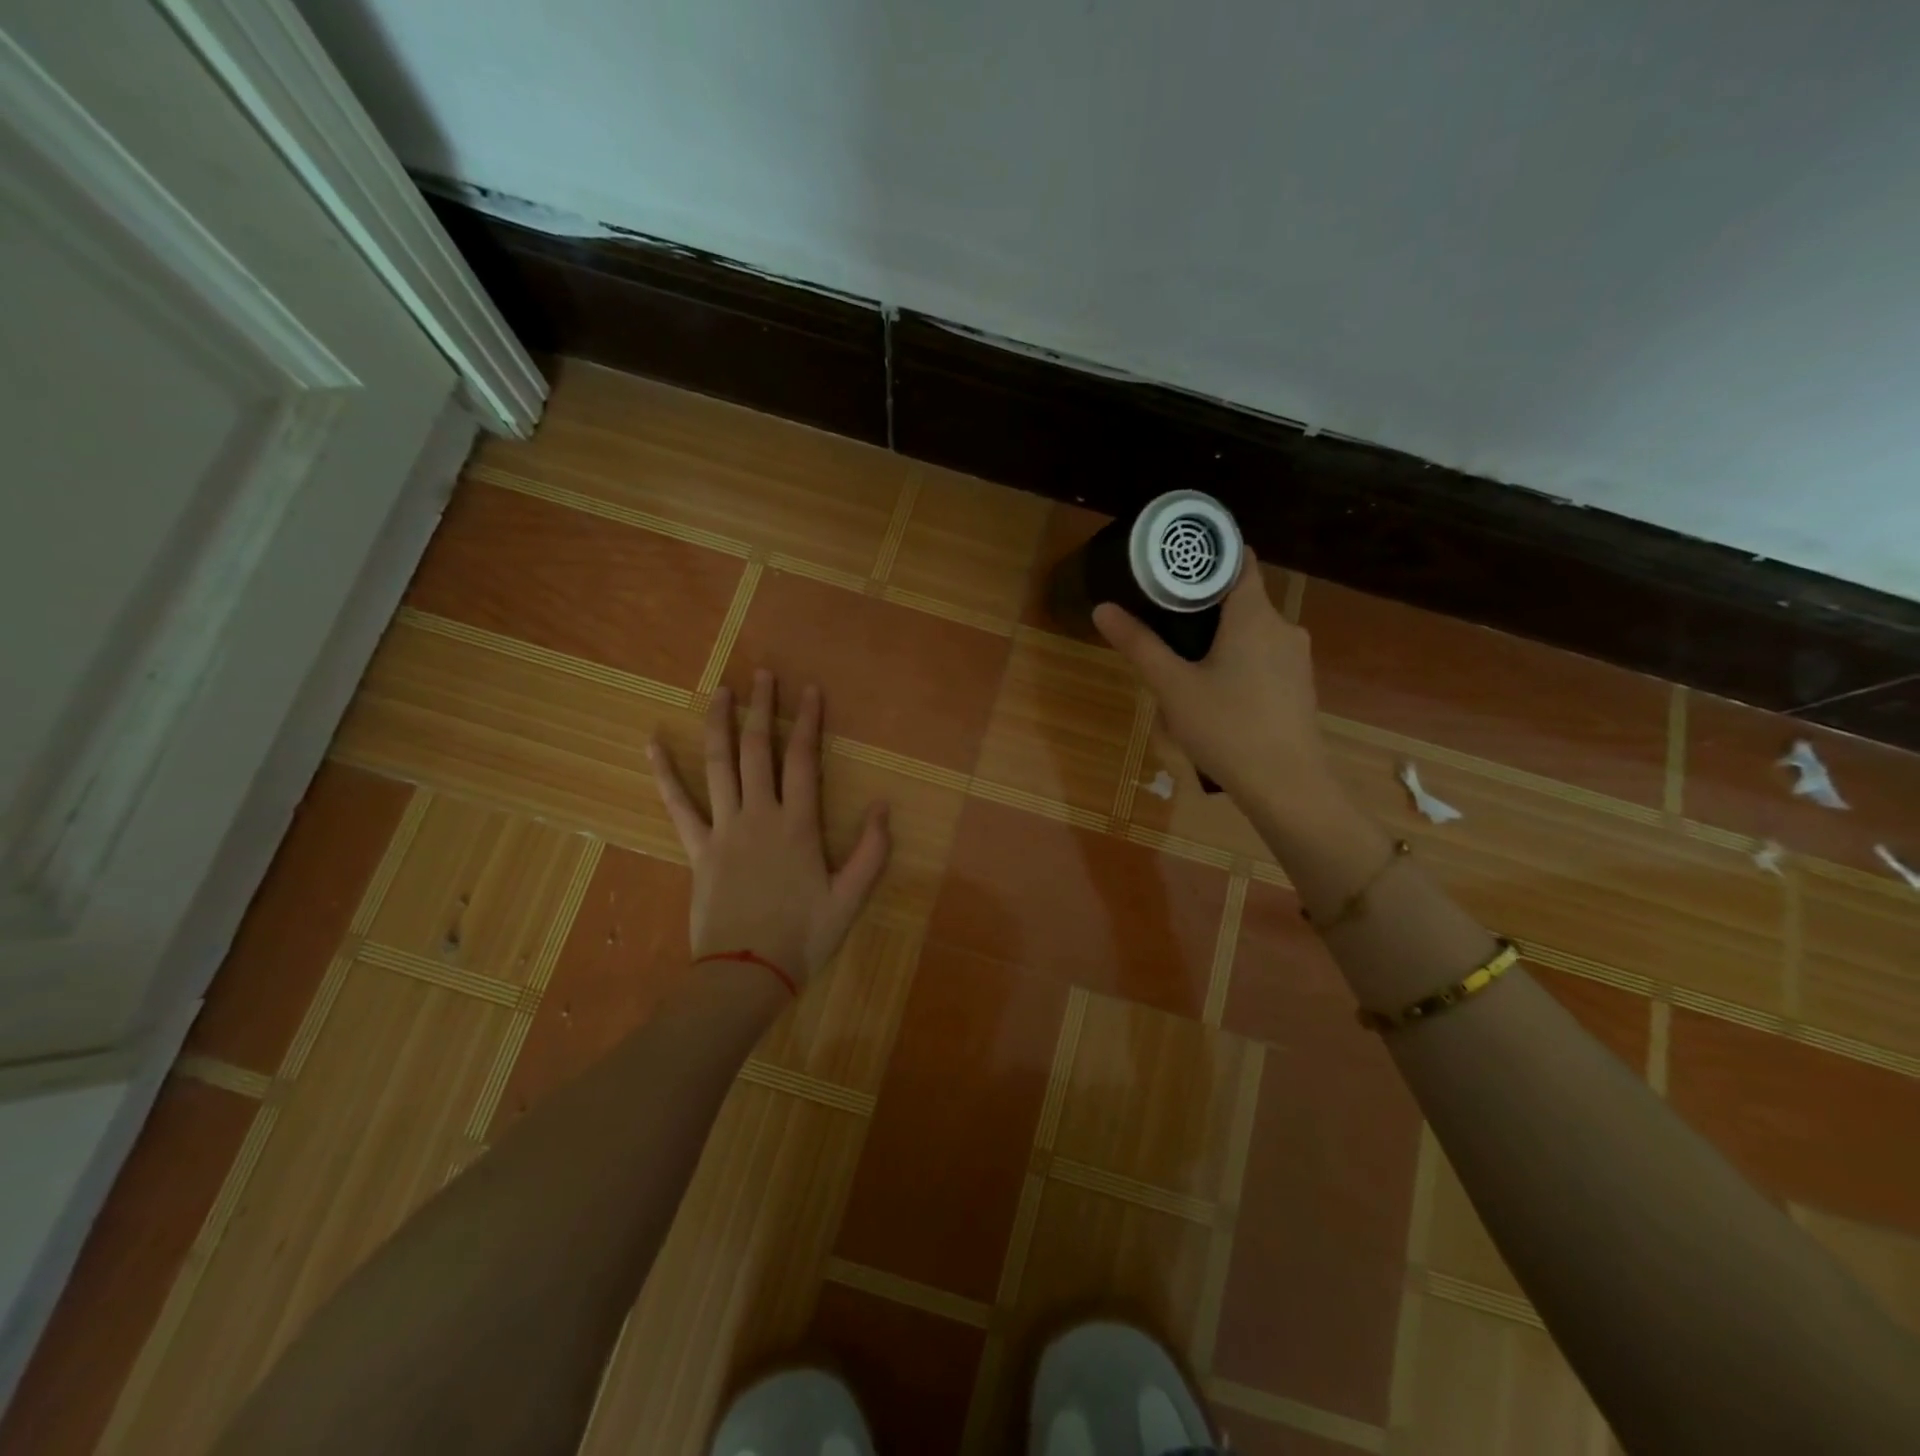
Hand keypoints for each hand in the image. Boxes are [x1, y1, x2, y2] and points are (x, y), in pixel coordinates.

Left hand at [648, 669, 889, 992]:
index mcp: (798, 825)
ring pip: (719, 766)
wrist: (746, 975)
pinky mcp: (697, 849)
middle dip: (763, 709)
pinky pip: (678, 805)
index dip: (808, 722)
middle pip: (759, 750)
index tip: (809, 690)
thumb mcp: (851, 898)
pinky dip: (663, 773)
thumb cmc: (804, 937)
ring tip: (721, 691)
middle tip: (763, 674)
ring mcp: (723, 830)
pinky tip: (651, 743)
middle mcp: (759, 815)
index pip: (804, 760)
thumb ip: (872, 851)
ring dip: (720, 724)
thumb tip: (881, 805)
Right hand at [1092, 558, 1332, 810]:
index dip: (1210, 555)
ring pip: (1252, 632)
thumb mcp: (1173, 686)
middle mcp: (1283, 627)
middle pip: (1242, 598)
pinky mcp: (1298, 687)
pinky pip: (1264, 658)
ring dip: (1221, 637)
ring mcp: (1296, 659)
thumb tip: (1102, 608)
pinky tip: (1215, 691)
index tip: (1176, 561)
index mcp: (1254, 615)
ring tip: (1183, 657)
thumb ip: (1139, 644)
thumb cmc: (1227, 727)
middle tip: (1163, 614)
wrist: (1287, 786)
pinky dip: (1239, 660)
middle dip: (1205, 604)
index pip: (1240, 560)